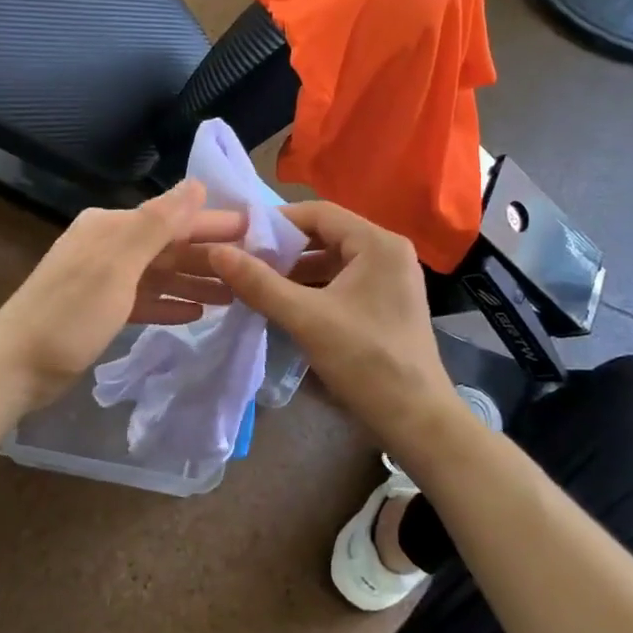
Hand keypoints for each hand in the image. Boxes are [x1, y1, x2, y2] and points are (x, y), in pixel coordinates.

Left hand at [0, 181, 248, 409]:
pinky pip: (144, 299)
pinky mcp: (100, 310)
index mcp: (111, 228)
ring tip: (236, 294)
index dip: (216, 224)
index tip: (258, 231)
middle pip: (169, 246)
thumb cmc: (69, 315)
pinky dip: (169, 303)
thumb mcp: (116, 266)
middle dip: (210, 256)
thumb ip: (157, 224)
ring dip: (195, 282)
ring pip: (160, 274)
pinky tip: (196, 313)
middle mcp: (109, 246)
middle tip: (257, 268)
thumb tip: (196, 184)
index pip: (174, 218)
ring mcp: (104, 280)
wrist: (15, 367)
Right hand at [209, 201, 453, 443]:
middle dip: (284, 249)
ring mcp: (390, 279)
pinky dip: (313, 288)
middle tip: (244, 262)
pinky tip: (284, 304)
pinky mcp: (386, 303)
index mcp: (378, 243)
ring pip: (332, 261)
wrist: (416, 419)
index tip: (240, 237)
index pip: (318, 213)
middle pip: (326, 235)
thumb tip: (216, 252)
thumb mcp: (306, 318)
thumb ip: (259, 283)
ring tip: (256, 283)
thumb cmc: (365, 360)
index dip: (276, 221)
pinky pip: (342, 282)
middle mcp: (388, 252)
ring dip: (295, 270)